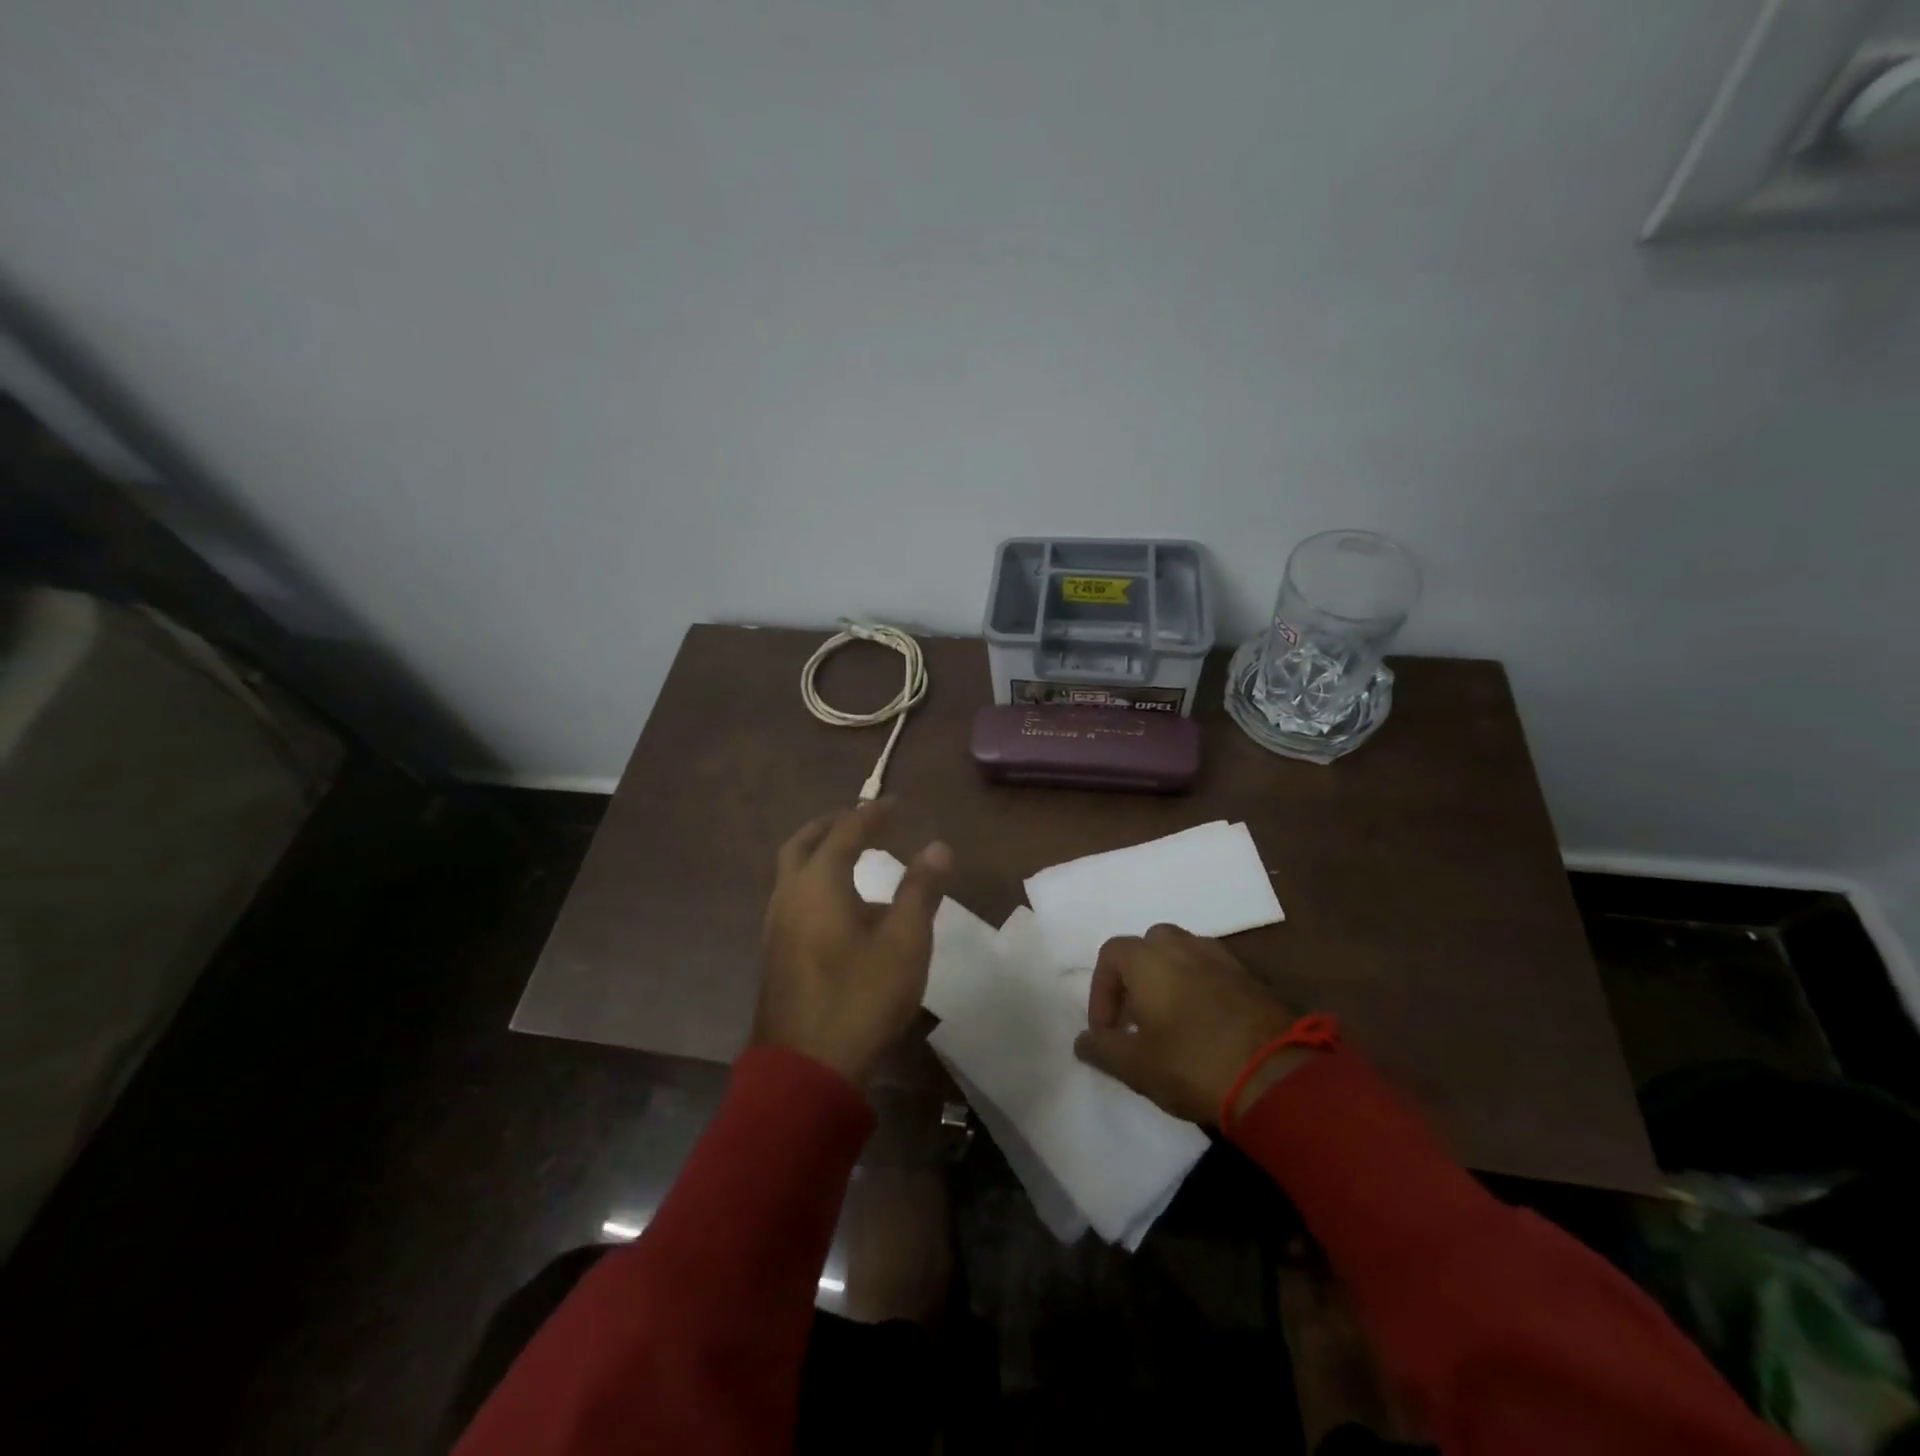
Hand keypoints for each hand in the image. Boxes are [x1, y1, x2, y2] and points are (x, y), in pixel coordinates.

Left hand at [753, 800, 951, 1085]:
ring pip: (791, 872)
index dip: (872, 814)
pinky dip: (813, 881)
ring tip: (852, 856)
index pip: (845, 832)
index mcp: (818, 884)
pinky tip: (839, 906)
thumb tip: (938, 847)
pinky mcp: (775, 952)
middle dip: (831, 825)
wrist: (806, 1068)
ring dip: (818, 853)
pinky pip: (792, 897)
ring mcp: (775, 926)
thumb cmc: (860, 997)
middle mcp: (789, 896)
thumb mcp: (904, 942)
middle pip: (803, 843)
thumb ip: (920, 890)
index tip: (895, 804)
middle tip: (862, 819)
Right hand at [1073, 923, 1314, 1126]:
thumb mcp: (1136, 1066)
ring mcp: (1222, 959)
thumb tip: (1082, 1041)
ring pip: (1185, 954)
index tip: (1107, 1032)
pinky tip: (1206, 1025)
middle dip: (1136, 976)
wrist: (1278, 1077)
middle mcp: (1184, 946)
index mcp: (1149, 958)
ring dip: (1170, 979)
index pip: (1110, 955)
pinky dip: (1202, 988)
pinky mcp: (1252, 979)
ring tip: (1171, 1021)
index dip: (1100, 992)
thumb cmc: (1193, 1064)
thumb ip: (1102, 1049)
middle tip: (1137, 1017)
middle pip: (1149, 945)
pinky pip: (1214, 972)